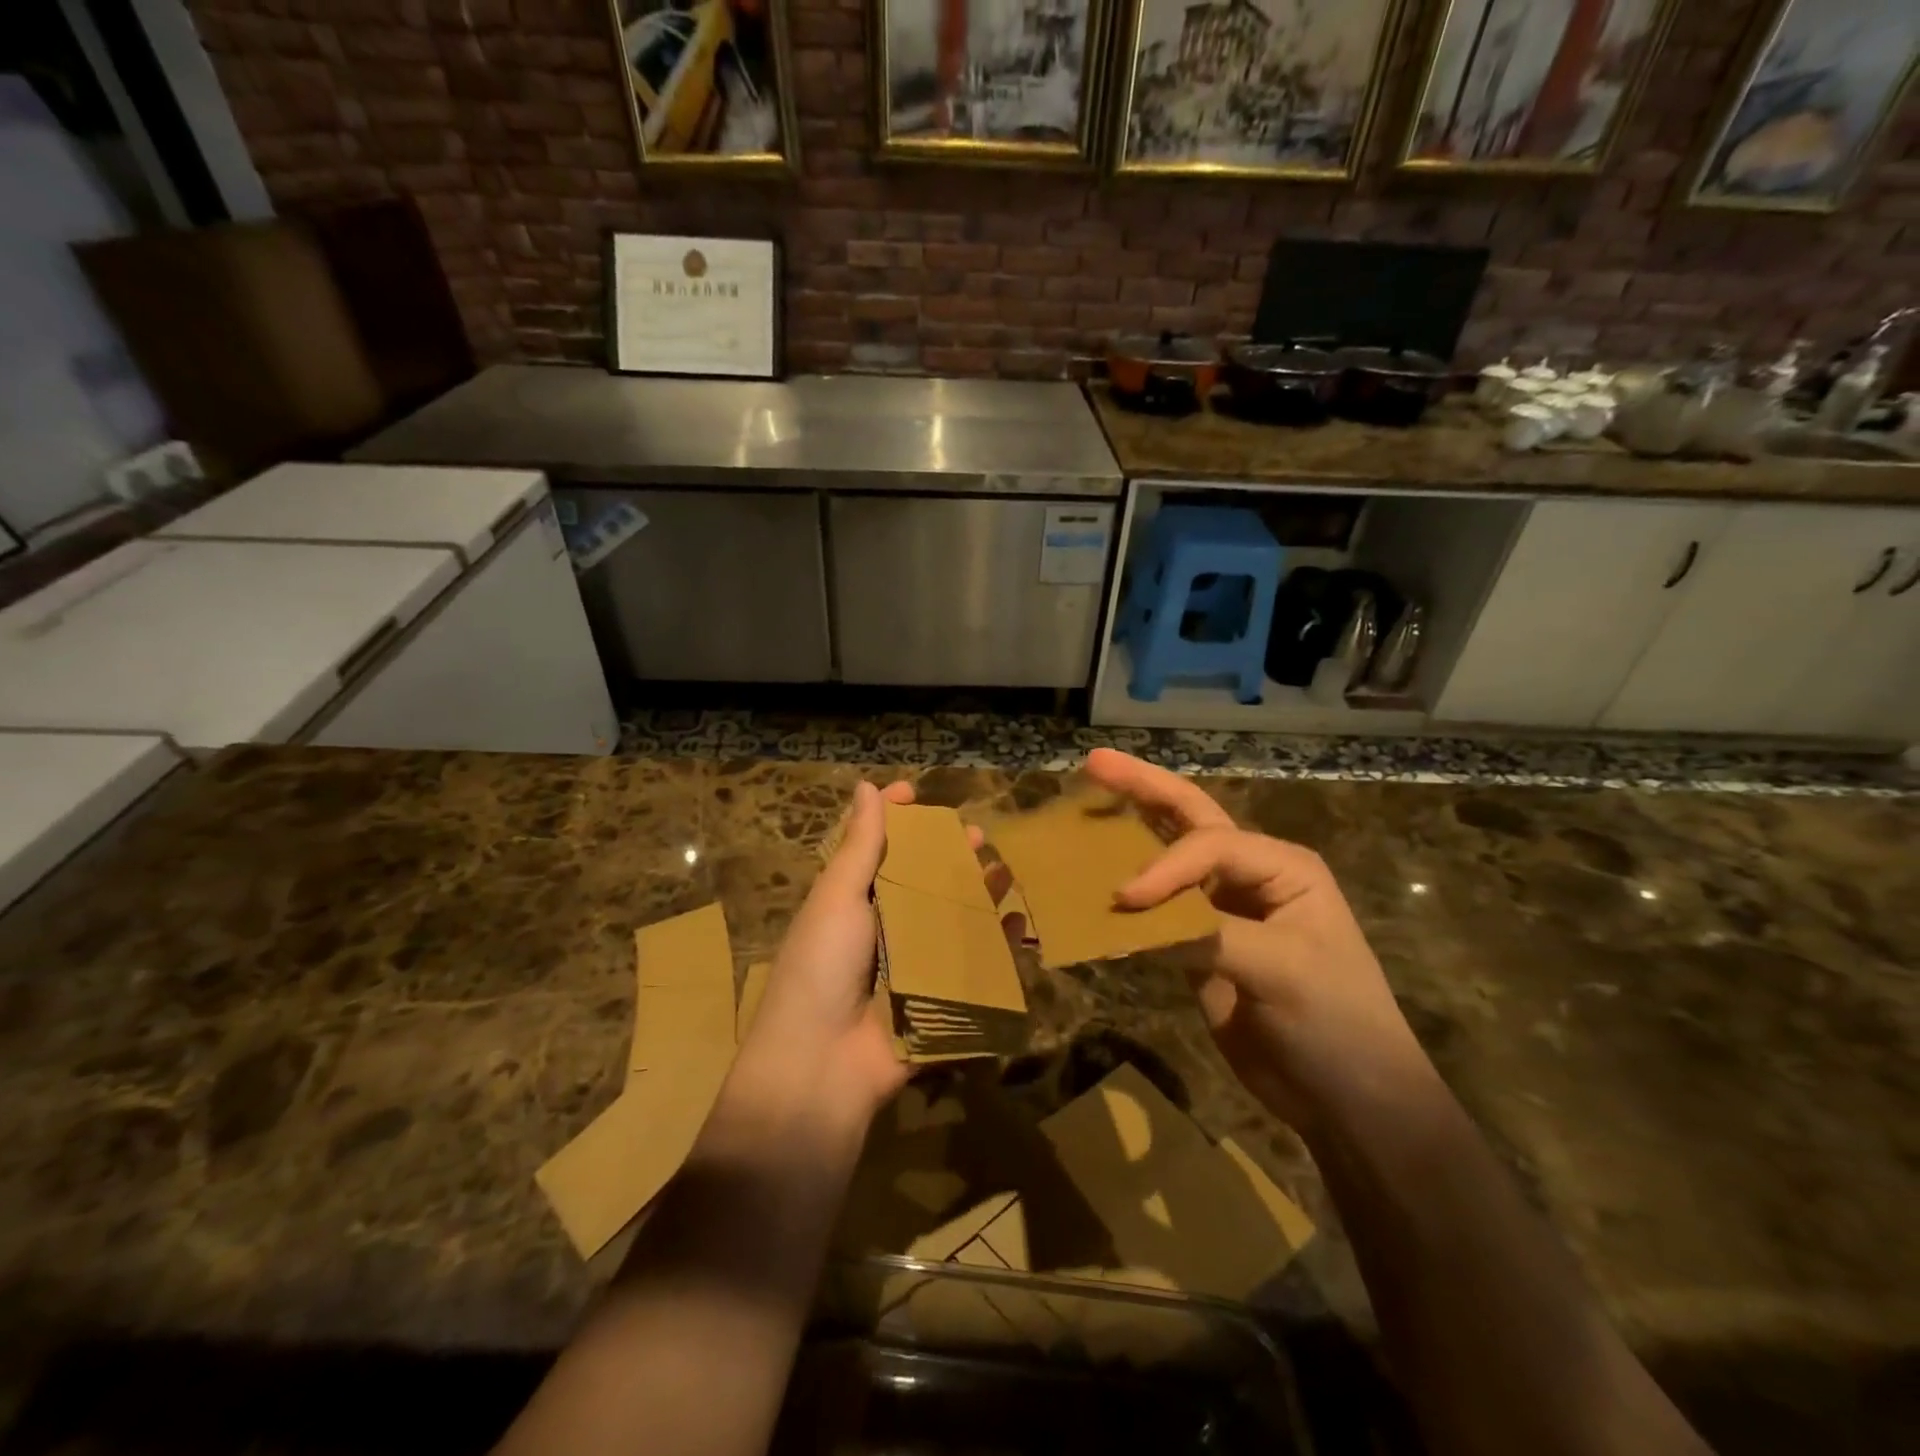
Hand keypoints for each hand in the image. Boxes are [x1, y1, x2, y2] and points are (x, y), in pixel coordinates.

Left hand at [730, 779, 979, 1140]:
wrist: (820, 1065)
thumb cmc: (821, 966)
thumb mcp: (837, 897)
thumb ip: (859, 845)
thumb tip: (865, 785)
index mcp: (851, 902)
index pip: (877, 849)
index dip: (896, 820)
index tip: (916, 792)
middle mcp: (882, 929)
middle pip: (922, 883)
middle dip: (948, 856)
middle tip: (978, 835)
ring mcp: (911, 966)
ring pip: (951, 920)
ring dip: (977, 894)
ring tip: (1002, 870)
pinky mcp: (937, 1000)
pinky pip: (972, 966)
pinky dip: (994, 944)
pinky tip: (1015, 922)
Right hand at [1085, 749, 1429, 1131]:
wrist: (1348, 1100)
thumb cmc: (1336, 1024)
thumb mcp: (1281, 970)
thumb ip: (1206, 934)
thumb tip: (1130, 914)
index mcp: (1282, 866)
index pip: (1210, 844)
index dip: (1164, 866)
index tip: (1125, 899)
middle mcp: (1249, 875)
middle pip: (1189, 817)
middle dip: (1143, 788)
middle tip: (1095, 762)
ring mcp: (1221, 910)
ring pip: (1168, 856)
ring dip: (1128, 830)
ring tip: (1086, 801)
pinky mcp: (1199, 945)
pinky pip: (1156, 911)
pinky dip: (1125, 895)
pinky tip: (1092, 880)